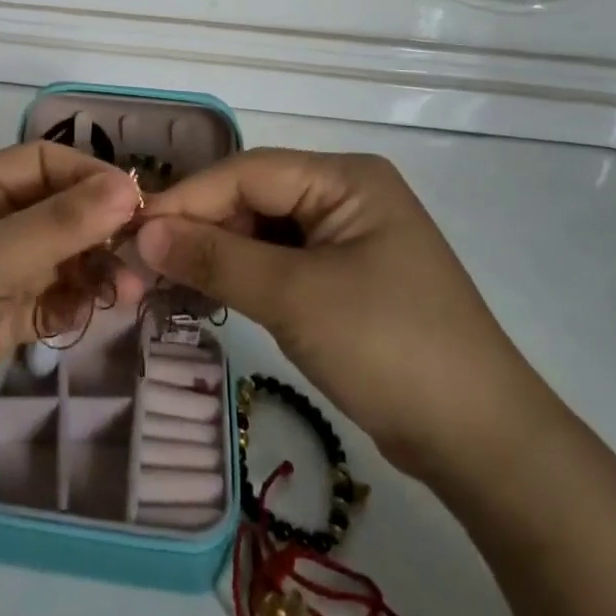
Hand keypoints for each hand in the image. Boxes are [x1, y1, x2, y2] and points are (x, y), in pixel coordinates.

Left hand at [0, 143, 144, 481]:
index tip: (138, 207)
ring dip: (91, 270)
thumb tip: (127, 186)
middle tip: (142, 260)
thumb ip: (59, 224)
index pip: (43, 162)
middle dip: (99, 229)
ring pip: (55, 258)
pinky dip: (70, 305)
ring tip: (126, 294)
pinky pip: (45, 301)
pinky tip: (90, 318)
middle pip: (54, 210)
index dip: (91, 177)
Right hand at [134, 149, 549, 483]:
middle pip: (253, 198)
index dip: (188, 198)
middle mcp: (345, 196)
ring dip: (215, 253)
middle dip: (198, 228)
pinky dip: (241, 276)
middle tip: (141, 261)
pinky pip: (278, 262)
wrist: (482, 443)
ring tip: (162, 278)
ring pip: (261, 231)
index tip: (132, 229)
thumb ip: (216, 258)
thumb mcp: (295, 297)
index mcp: (346, 179)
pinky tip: (204, 291)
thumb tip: (143, 232)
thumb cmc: (390, 348)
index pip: (248, 172)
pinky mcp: (343, 278)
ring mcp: (346, 239)